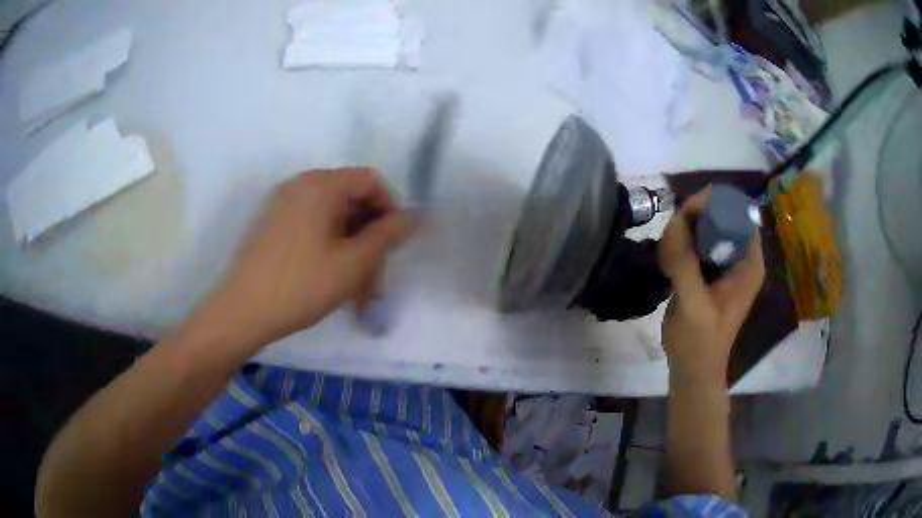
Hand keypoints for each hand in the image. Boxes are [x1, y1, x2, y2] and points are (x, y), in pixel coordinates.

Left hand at [208, 168, 414, 348]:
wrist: (241, 312)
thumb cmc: (301, 285)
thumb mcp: (352, 263)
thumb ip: (387, 235)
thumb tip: (413, 216)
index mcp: (320, 184)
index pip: (369, 180)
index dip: (391, 208)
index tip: (395, 244)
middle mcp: (299, 185)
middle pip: (349, 199)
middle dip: (370, 235)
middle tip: (377, 275)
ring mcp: (282, 205)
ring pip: (331, 218)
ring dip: (351, 247)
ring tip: (356, 286)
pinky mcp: (272, 225)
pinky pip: (312, 227)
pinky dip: (330, 247)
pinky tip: (332, 279)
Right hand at [658, 187, 764, 386]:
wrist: (692, 370)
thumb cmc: (700, 341)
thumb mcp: (694, 303)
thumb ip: (685, 263)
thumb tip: (673, 220)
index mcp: (748, 263)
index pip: (739, 216)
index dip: (716, 205)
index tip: (689, 207)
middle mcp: (739, 259)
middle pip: (722, 219)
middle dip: (697, 216)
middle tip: (673, 227)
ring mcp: (723, 266)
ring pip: (707, 230)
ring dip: (686, 230)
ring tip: (668, 244)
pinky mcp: (708, 274)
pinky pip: (696, 246)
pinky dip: (681, 244)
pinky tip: (667, 256)